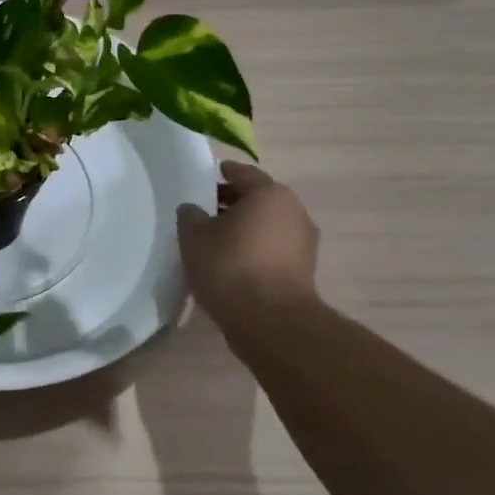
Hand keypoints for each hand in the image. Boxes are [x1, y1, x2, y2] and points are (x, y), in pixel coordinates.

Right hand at [177, 162, 320, 325]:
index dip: (221, 173)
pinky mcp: (304, 271)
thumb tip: (194, 210)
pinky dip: (254, 249)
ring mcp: (304, 243)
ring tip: (215, 239)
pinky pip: (273, 249)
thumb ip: (191, 216)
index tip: (204, 178)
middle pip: (258, 199)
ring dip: (244, 228)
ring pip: (267, 225)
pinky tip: (231, 262)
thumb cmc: (230, 266)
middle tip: (204, 210)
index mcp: (270, 194)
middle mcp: (294, 212)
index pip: (243, 173)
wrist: (269, 321)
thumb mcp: (194, 236)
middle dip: (232, 203)